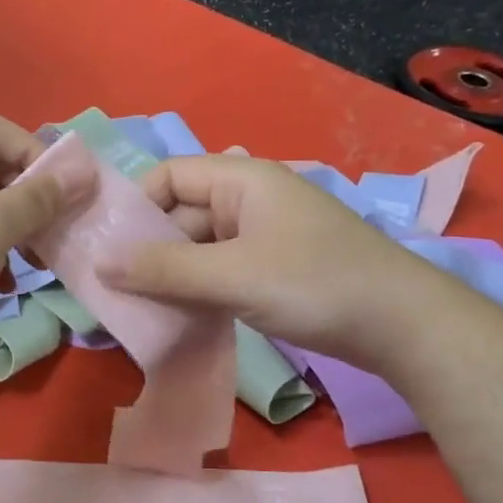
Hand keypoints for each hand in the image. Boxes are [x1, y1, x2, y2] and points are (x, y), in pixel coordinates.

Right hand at [99, 154, 426, 361]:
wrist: (404, 326)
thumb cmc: (315, 284)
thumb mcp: (232, 275)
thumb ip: (164, 269)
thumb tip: (98, 264)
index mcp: (242, 180)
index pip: (169, 176)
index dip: (135, 207)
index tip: (108, 248)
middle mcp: (250, 200)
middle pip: (181, 214)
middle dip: (148, 250)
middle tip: (113, 291)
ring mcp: (264, 236)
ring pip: (200, 248)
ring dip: (171, 276)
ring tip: (139, 311)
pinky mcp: (274, 269)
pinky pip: (221, 271)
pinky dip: (198, 290)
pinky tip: (179, 318)